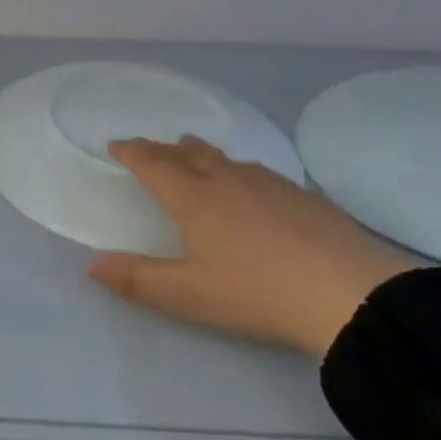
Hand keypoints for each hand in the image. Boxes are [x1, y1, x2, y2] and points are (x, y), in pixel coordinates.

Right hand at [88, 136, 410, 358]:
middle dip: (165, 149)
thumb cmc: (257, 293)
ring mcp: (270, 185)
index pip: (155, 165)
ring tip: (194, 150)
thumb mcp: (189, 295)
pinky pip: (259, 171)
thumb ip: (138, 279)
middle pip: (189, 155)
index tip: (117, 144)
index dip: (133, 153)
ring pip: (226, 159)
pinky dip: (240, 169)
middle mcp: (228, 182)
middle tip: (152, 146)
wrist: (348, 293)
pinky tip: (253, 182)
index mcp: (195, 200)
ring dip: (203, 153)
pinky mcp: (304, 196)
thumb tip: (93, 264)